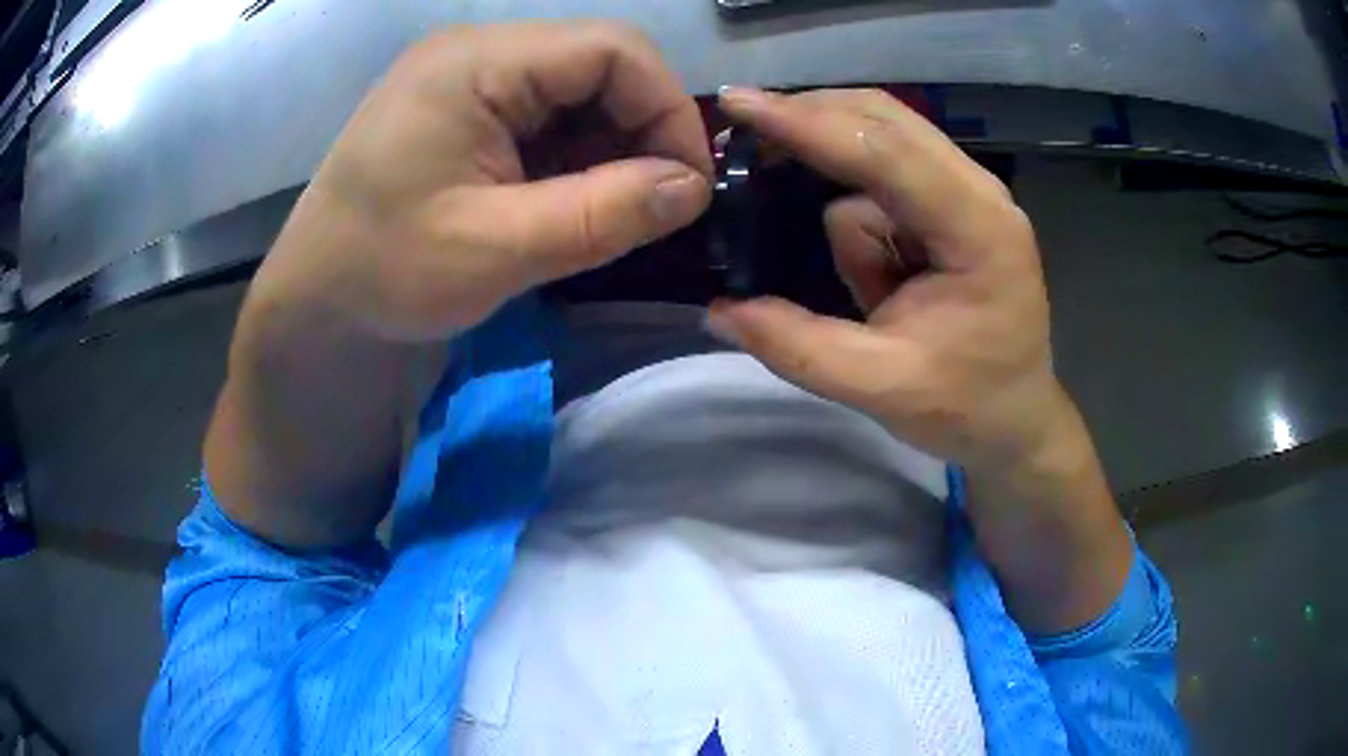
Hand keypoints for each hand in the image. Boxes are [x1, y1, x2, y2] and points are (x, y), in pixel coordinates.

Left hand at [210, 23, 712, 547]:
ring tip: (606, 211)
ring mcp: (470, 79)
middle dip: (640, 133)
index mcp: (476, 62)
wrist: (314, 300)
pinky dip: (575, 158)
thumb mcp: (497, 250)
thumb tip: (694, 190)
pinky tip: (567, 201)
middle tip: (651, 206)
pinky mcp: (468, 110)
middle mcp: (478, 52)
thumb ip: (603, 214)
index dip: (667, 109)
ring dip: (609, 149)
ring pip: (579, 93)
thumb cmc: (384, 272)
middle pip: (599, 65)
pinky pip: (547, 116)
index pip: (612, 49)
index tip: (688, 186)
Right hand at [709, 87, 1064, 478]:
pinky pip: (883, 182)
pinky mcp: (952, 202)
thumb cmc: (966, 405)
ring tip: (867, 289)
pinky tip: (882, 279)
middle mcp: (978, 191)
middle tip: (745, 142)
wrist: (1016, 419)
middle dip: (812, 124)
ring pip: (878, 147)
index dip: (808, 124)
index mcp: (978, 228)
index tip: (736, 102)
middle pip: (883, 119)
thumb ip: (798, 347)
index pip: (886, 153)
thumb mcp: (881, 388)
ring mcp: (968, 192)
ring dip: (843, 198)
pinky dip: (860, 216)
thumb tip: (717, 309)